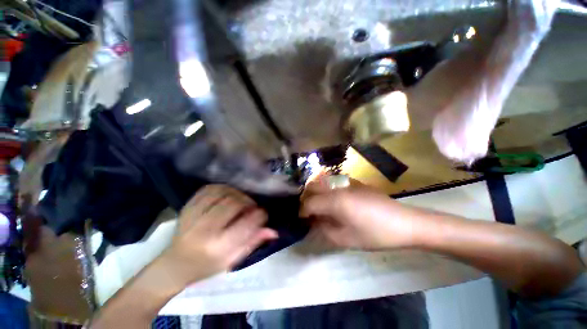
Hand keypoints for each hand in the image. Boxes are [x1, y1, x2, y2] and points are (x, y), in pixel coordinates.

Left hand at [163, 185, 277, 284]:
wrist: (175, 266)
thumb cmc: (207, 266)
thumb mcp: (233, 260)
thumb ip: (253, 243)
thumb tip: (273, 231)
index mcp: (218, 248)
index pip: (246, 224)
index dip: (259, 215)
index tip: (263, 213)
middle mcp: (204, 231)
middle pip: (233, 204)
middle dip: (248, 202)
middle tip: (252, 206)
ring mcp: (193, 217)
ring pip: (222, 193)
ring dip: (236, 193)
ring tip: (241, 200)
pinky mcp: (187, 208)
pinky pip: (208, 190)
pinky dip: (221, 188)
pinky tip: (227, 194)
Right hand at [300, 176, 429, 249]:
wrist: (404, 222)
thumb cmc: (375, 234)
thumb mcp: (347, 239)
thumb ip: (325, 230)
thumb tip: (314, 222)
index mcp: (335, 201)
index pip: (309, 202)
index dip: (302, 211)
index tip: (301, 220)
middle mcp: (337, 187)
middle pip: (312, 186)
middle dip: (306, 198)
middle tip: (308, 212)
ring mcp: (347, 182)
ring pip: (322, 181)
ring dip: (315, 192)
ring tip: (318, 205)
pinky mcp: (354, 182)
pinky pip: (334, 182)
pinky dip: (327, 189)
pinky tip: (333, 200)